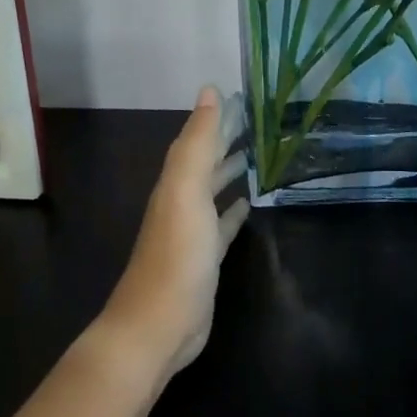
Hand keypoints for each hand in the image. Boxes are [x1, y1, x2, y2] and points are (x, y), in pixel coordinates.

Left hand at [101, 86, 249, 378]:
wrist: (157, 326)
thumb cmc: (176, 254)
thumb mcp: (186, 190)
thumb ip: (198, 142)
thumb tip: (209, 90)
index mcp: (176, 182)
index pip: (198, 139)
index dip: (217, 117)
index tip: (243, 97)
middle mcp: (181, 201)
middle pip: (206, 162)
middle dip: (227, 140)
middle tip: (259, 121)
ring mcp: (192, 232)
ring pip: (214, 190)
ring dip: (231, 171)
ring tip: (258, 155)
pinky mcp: (204, 259)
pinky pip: (222, 224)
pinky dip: (234, 211)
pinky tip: (248, 205)